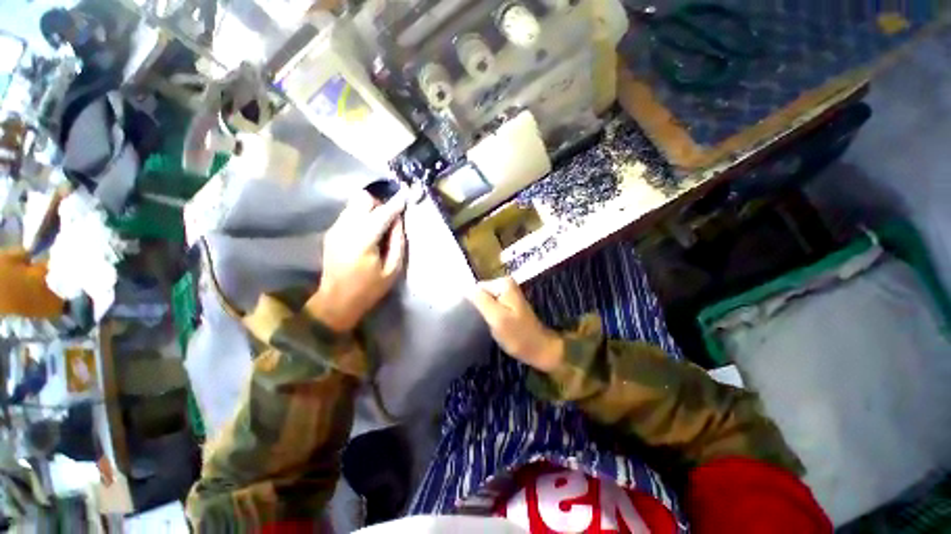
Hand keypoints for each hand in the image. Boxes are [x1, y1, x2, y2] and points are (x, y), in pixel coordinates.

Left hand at [306, 189, 406, 332]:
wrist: (336, 301)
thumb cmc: (369, 289)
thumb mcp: (392, 270)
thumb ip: (397, 242)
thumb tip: (399, 220)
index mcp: (363, 241)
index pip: (382, 213)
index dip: (396, 204)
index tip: (406, 194)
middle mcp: (346, 229)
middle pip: (362, 199)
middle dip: (379, 202)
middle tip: (391, 216)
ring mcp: (335, 229)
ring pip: (354, 204)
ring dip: (370, 208)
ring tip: (381, 224)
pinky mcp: (332, 232)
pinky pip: (349, 213)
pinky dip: (362, 215)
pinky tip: (369, 230)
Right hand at [468, 277, 563, 371]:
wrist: (539, 349)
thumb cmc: (518, 336)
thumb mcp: (497, 318)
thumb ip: (481, 301)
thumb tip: (465, 288)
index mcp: (503, 283)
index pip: (477, 288)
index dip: (473, 303)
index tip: (474, 318)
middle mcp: (505, 283)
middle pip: (480, 293)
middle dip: (478, 307)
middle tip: (480, 323)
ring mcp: (507, 293)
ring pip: (484, 300)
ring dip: (483, 312)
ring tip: (484, 324)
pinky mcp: (508, 303)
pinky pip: (491, 305)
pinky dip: (488, 314)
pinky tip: (490, 324)